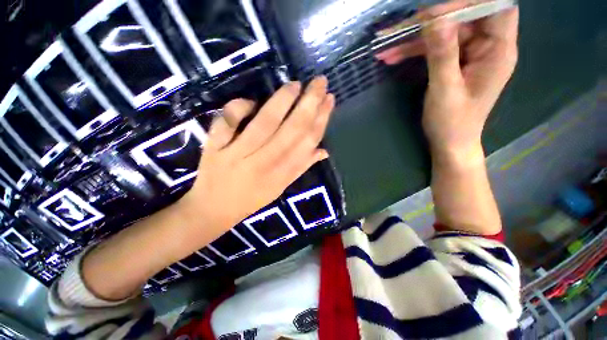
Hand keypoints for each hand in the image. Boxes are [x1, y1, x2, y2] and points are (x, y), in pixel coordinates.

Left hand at [181, 76, 334, 236]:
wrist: (214, 209)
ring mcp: (238, 155)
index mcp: (282, 174)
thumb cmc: (252, 199)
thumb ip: (301, 168)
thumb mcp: (281, 187)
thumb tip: (324, 151)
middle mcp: (264, 163)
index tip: (329, 99)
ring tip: (295, 85)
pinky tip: (251, 101)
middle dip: (309, 104)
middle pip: (292, 130)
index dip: (321, 120)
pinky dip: (240, 107)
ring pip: (265, 123)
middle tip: (319, 82)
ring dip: (282, 101)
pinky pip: (228, 122)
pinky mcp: (215, 148)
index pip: (308, 142)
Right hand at [377, 1, 518, 153]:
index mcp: (498, 50)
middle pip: (462, 18)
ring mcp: (470, 54)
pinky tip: (392, 57)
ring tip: (386, 49)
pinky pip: (434, 49)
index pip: (494, 7)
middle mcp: (487, 46)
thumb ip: (442, 54)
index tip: (437, 12)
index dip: (469, 3)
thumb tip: (435, 20)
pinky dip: (413, 52)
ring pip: (443, 33)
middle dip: (429, 22)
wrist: (449, 142)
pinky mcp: (455, 62)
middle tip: (398, 31)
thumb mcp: (445, 89)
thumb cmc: (452, 122)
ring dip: (413, 40)